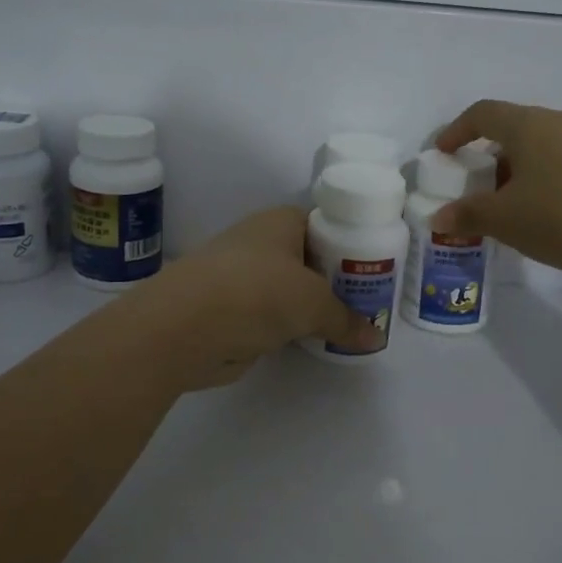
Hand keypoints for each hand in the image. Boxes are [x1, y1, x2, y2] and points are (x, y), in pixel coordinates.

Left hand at [125, 206, 373, 388]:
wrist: (183, 327)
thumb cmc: (256, 293)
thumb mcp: (313, 303)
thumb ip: (346, 319)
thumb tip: (375, 337)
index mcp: (280, 222)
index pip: (325, 223)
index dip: (351, 241)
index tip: (378, 265)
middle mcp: (261, 243)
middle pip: (311, 257)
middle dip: (337, 279)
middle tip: (372, 299)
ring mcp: (244, 277)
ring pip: (291, 289)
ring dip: (313, 306)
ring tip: (351, 323)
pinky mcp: (234, 311)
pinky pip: (274, 315)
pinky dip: (292, 327)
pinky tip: (315, 340)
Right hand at [435, 100, 561, 275]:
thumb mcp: (507, 221)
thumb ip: (469, 215)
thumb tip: (439, 217)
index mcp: (530, 126)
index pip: (484, 113)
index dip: (458, 130)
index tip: (445, 151)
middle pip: (520, 128)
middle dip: (496, 154)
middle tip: (484, 186)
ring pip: (552, 145)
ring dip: (530, 167)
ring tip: (523, 203)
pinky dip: (559, 179)